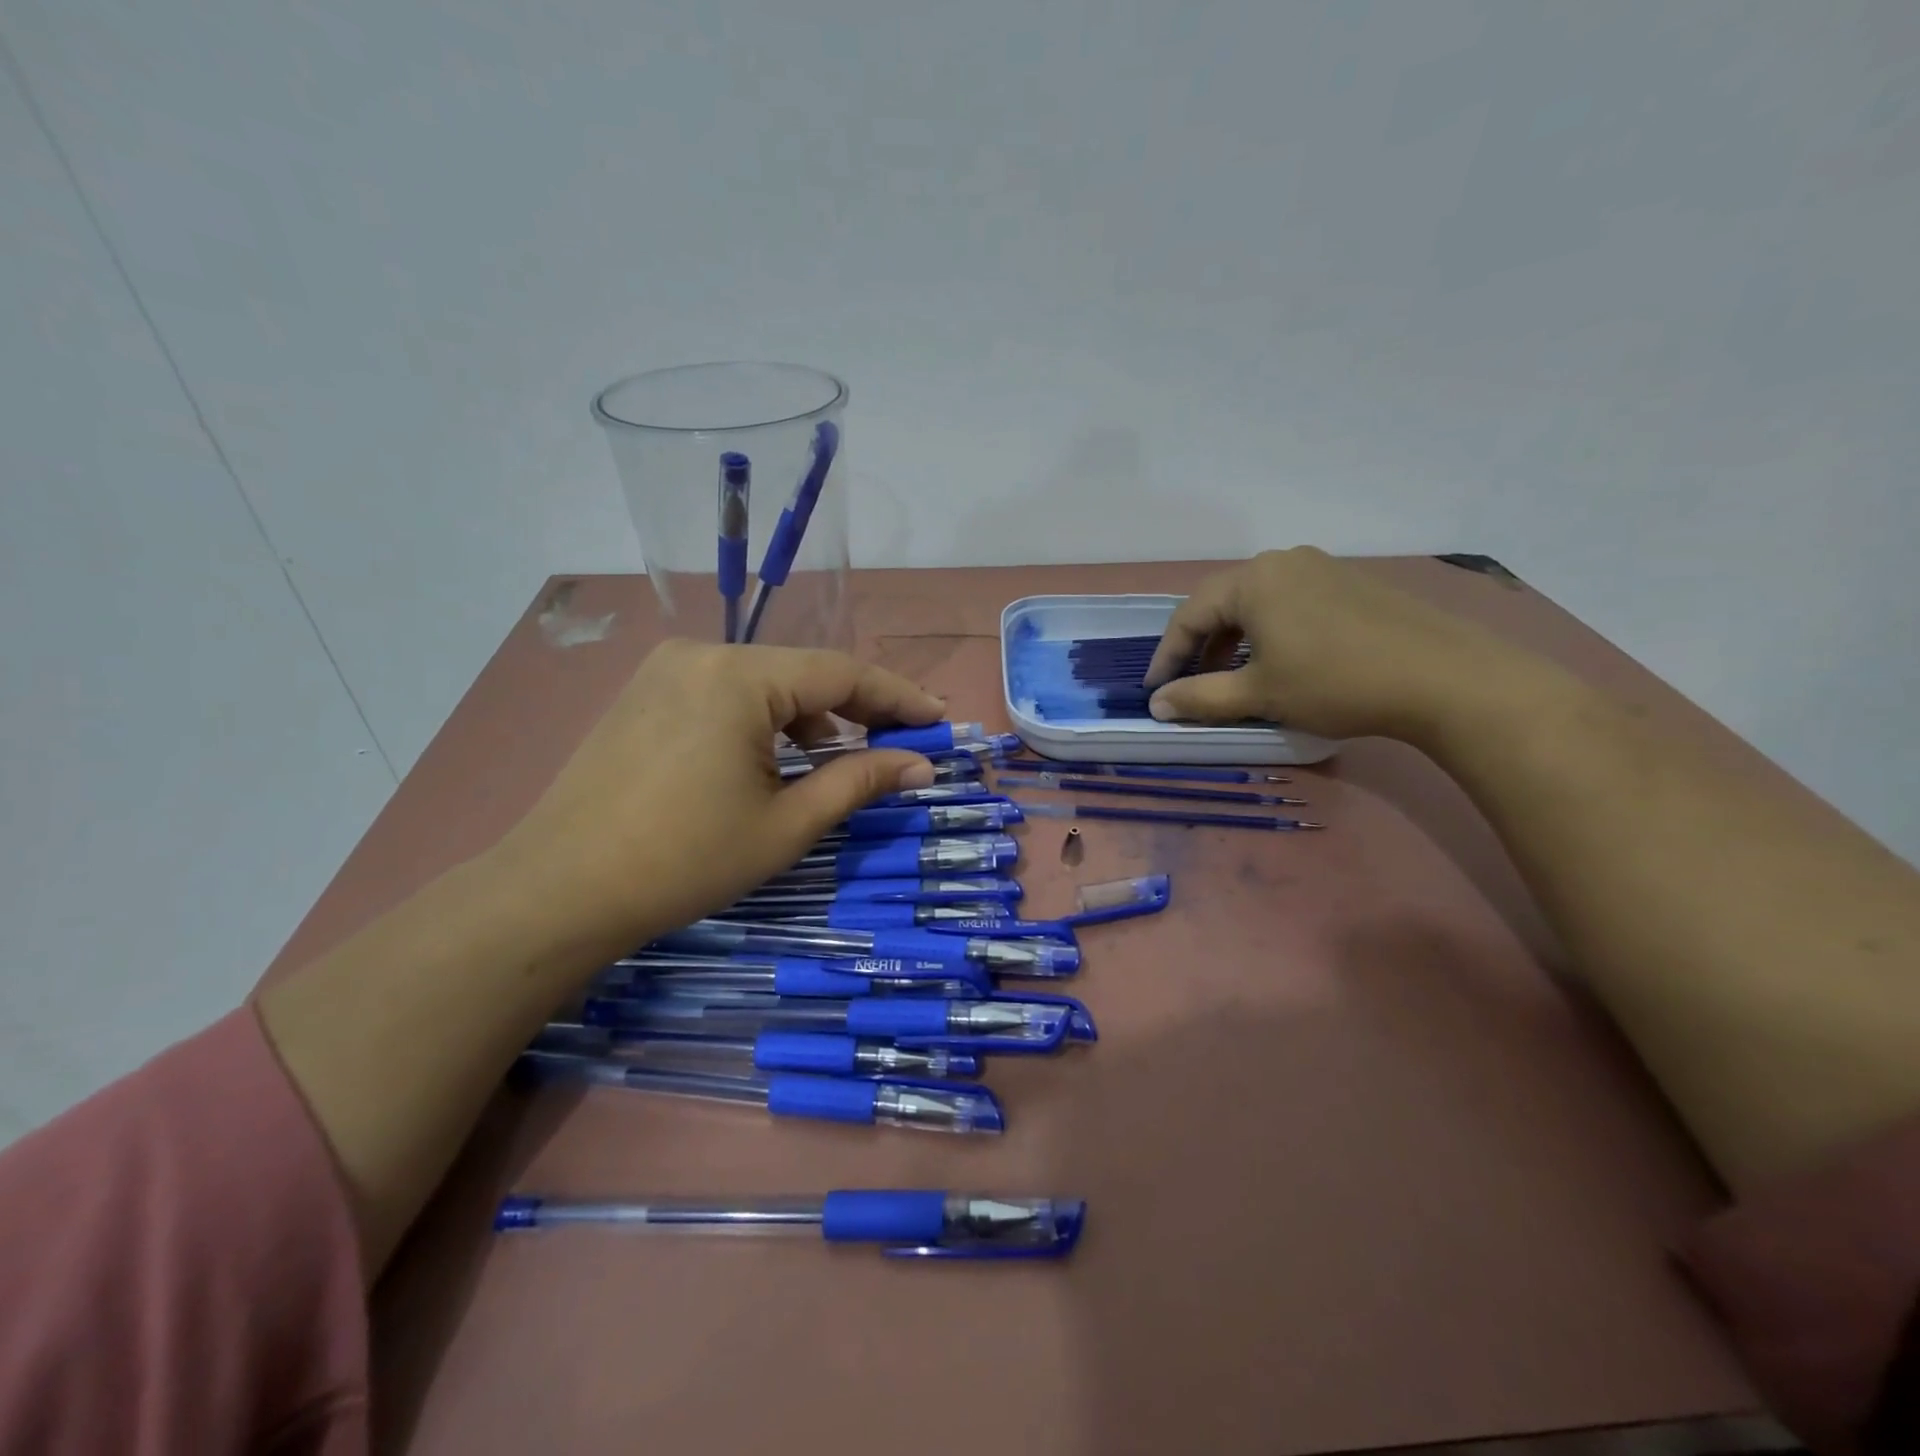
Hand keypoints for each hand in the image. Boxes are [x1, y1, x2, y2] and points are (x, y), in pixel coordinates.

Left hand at [497, 640, 944, 954]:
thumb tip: (921, 765)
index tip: (940, 721)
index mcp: (741, 676)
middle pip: (804, 673)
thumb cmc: (685, 860)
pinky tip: (774, 759)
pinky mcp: (647, 692)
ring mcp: (668, 670)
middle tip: (900, 744)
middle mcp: (704, 654)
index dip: (899, 698)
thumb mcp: (786, 824)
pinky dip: (765, 720)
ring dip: (810, 718)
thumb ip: (859, 782)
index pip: (842, 673)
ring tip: (837, 761)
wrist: (558, 891)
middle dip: (857, 709)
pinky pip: (727, 693)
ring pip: (765, 682)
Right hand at [1142, 547, 1528, 741]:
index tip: (1155, 692)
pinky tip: (1279, 660)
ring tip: (1231, 676)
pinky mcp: (1349, 582)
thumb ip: (1199, 698)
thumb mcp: (1258, 695)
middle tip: (1189, 684)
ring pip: (1256, 603)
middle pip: (1221, 604)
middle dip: (1199, 646)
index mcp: (1252, 581)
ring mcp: (1320, 567)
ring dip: (1233, 640)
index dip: (1166, 657)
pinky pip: (1289, 602)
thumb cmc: (1335, 682)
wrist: (1443, 677)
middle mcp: (1281, 562)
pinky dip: (1268, 631)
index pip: (1188, 616)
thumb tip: (1156, 705)